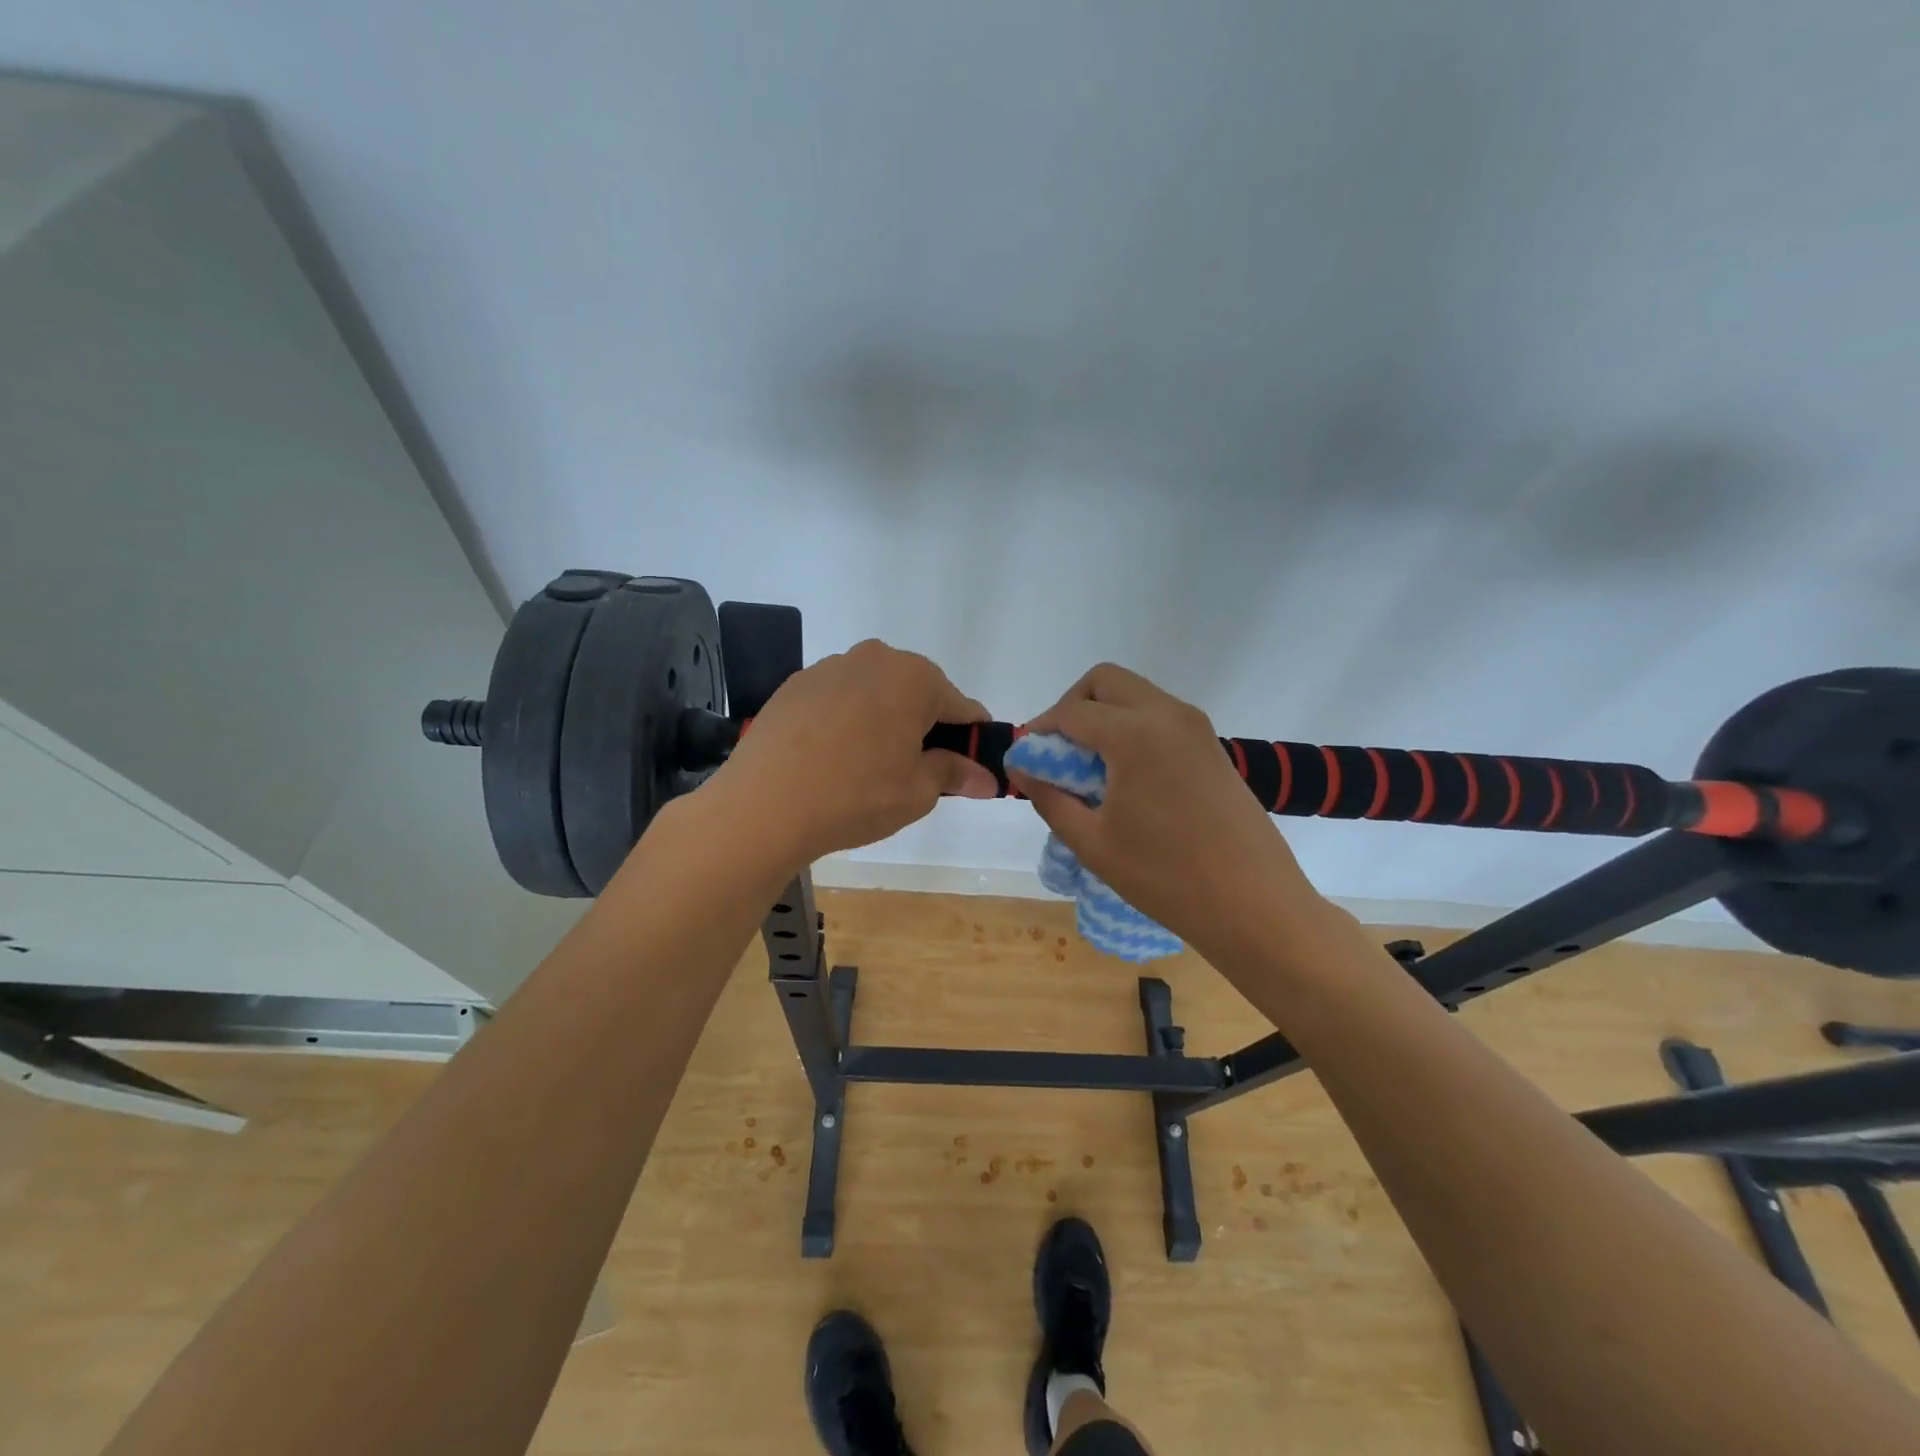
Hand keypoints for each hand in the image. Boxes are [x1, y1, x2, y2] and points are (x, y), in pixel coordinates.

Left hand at [710, 639, 996, 866]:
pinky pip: (839, 700)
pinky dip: (847, 722)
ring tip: (867, 768)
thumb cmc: (854, 796)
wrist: (762, 805)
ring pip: (876, 694)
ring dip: (884, 721)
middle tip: (915, 772)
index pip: (962, 707)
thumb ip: (954, 774)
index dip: (971, 740)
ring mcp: (830, 668)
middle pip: (917, 693)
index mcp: (915, 678)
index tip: (969, 768)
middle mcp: (874, 658)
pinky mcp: (796, 685)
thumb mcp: (917, 792)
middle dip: (924, 727)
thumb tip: (986, 778)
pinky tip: (832, 759)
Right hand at [1007, 664, 1324, 958]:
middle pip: (1105, 681)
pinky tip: (1125, 778)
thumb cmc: (1165, 877)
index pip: (1071, 712)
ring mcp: (1195, 727)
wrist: (1254, 905)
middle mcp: (1167, 714)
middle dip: (1071, 707)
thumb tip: (1021, 767)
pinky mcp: (1211, 745)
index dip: (1040, 731)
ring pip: (1134, 695)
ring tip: (1089, 769)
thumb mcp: (1092, 842)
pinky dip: (1131, 728)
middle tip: (1058, 753)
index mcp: (1134, 733)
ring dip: (1103, 716)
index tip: (1026, 759)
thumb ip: (1049, 797)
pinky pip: (1159, 716)